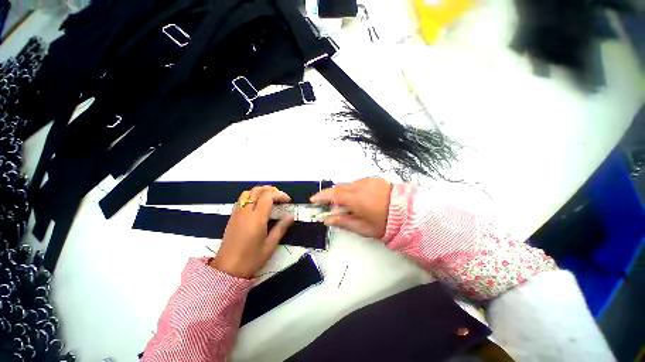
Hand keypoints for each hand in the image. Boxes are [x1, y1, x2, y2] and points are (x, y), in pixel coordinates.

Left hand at [210, 186, 294, 277]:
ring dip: (260, 191)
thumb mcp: (270, 245)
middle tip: (280, 197)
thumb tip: (291, 216)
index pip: (268, 196)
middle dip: (271, 190)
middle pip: (257, 191)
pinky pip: (241, 200)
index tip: (288, 200)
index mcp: (256, 218)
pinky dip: (251, 197)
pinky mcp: (232, 217)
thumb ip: (281, 228)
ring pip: (247, 193)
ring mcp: (237, 213)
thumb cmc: (251, 259)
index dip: (279, 194)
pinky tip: (257, 205)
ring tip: (269, 198)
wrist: (227, 270)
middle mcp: (246, 212)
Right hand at [310, 178, 391, 238]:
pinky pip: (357, 183)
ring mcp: (367, 180)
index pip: (332, 194)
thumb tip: (327, 219)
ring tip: (349, 205)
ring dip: (343, 193)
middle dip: (332, 196)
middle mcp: (359, 186)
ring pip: (348, 185)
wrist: (408, 212)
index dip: (321, 196)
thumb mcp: (363, 228)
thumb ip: (343, 222)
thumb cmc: (384, 223)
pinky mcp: (373, 179)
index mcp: (355, 198)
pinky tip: (360, 198)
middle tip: (332, 207)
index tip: (313, 200)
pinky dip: (353, 189)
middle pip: (338, 188)